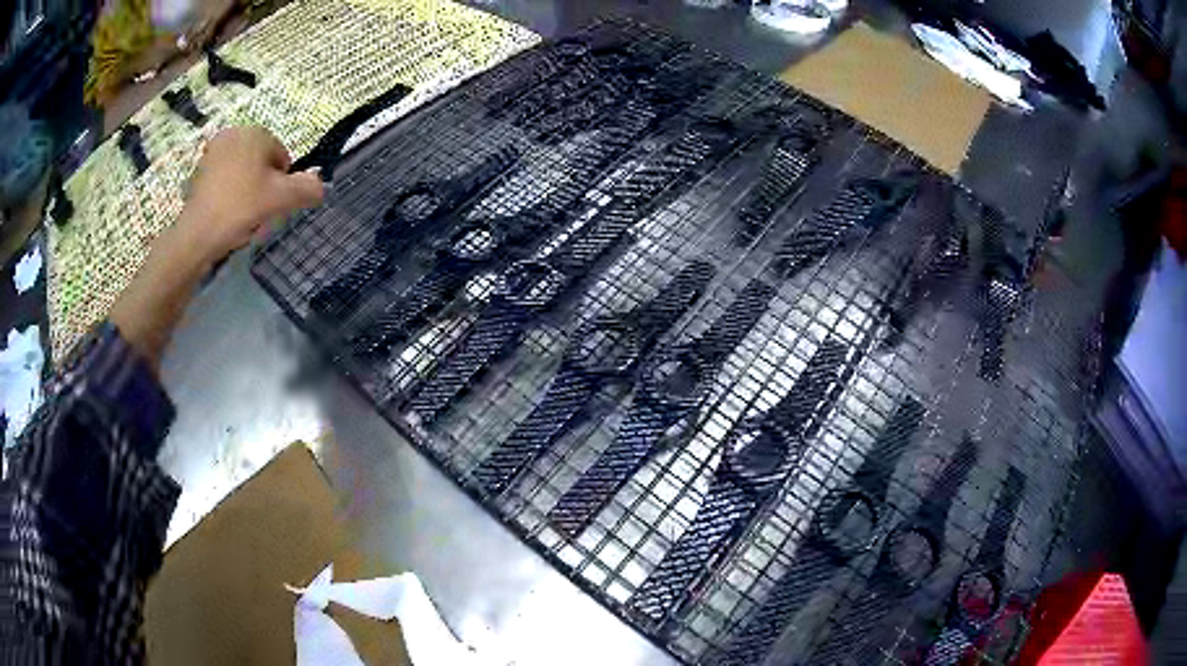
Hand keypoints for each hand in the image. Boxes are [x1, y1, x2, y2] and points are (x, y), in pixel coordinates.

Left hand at [110, 126, 322, 368]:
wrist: (197, 235)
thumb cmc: (240, 208)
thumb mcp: (281, 199)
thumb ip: (308, 188)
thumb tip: (321, 186)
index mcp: (255, 133)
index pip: (281, 157)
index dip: (282, 184)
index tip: (272, 205)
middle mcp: (233, 134)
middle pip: (261, 163)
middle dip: (262, 187)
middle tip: (256, 212)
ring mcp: (212, 152)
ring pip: (242, 173)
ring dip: (246, 192)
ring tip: (240, 217)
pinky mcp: (198, 172)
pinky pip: (224, 181)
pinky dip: (228, 196)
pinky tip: (225, 216)